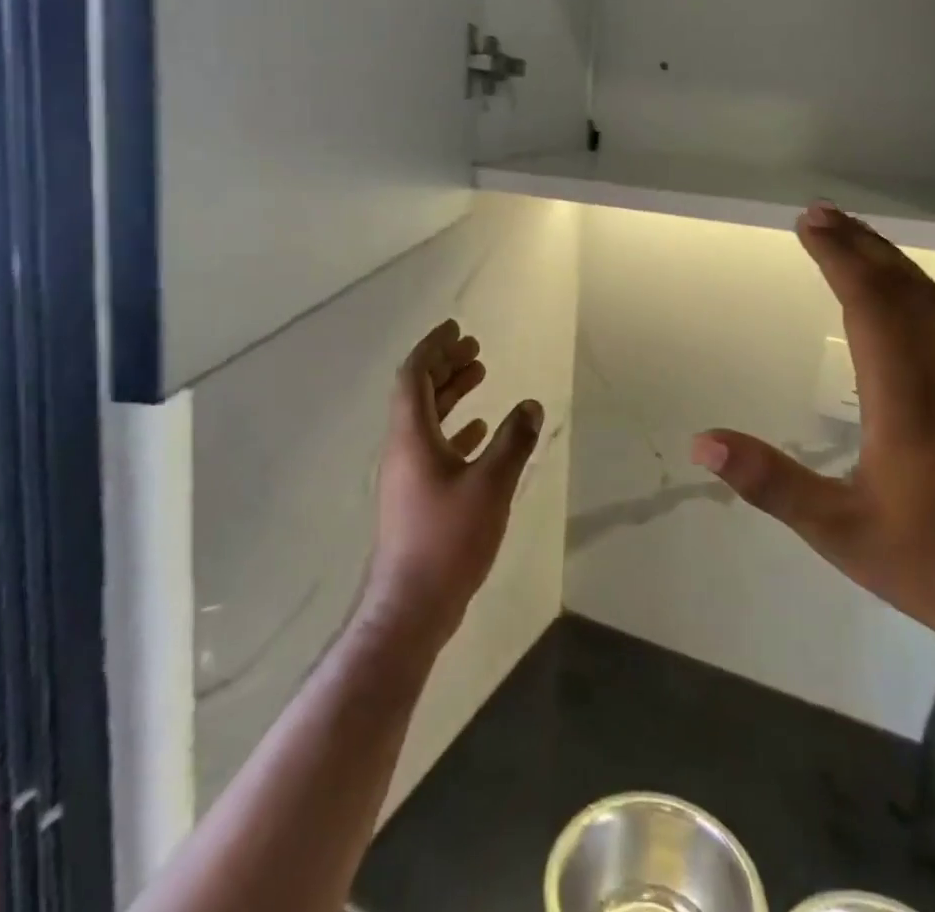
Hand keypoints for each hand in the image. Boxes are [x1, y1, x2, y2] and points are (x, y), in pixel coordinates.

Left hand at [365, 320, 543, 645]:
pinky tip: (480, 429)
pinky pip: (434, 445)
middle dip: (445, 364)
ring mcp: (408, 474)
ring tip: (481, 374)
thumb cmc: (448, 539)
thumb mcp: (490, 485)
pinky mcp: (417, 496)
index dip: (433, 347)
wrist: (411, 607)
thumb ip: (513, 441)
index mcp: (411, 436)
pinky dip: (456, 427)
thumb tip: (531, 405)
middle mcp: (403, 448)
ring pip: (427, 418)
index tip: (456, 328)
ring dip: (452, 393)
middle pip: (419, 391)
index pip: (414, 375)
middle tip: (474, 348)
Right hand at [691, 205, 934, 649]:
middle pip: (903, 289)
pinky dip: (912, 288)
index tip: (808, 225)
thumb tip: (702, 444)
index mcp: (907, 400)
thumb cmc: (923, 562)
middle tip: (820, 213)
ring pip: (930, 302)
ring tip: (851, 236)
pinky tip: (894, 292)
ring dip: (889, 260)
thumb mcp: (834, 529)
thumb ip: (769, 482)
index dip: (839, 258)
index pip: (871, 305)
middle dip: (860, 244)